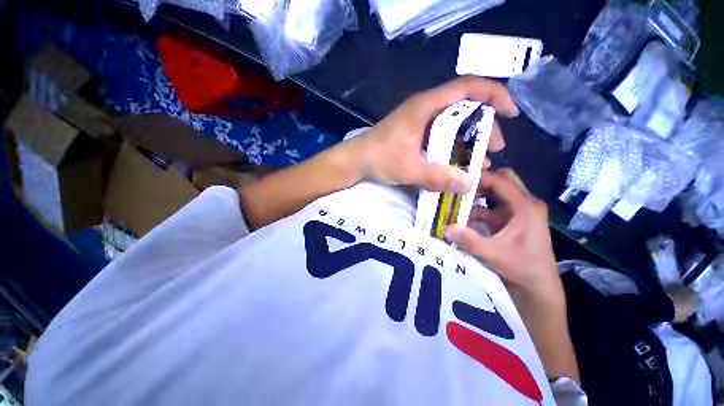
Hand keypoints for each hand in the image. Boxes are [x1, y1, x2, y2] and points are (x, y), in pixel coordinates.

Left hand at [357, 77, 518, 192]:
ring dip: (470, 139)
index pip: (469, 87)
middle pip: (465, 107)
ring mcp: (420, 121)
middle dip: (485, 126)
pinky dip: (453, 146)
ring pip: (454, 123)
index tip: (512, 113)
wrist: (356, 160)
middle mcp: (426, 108)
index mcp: (427, 106)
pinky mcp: (415, 133)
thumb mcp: (409, 168)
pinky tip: (458, 163)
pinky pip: (441, 135)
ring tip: (480, 161)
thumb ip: (437, 176)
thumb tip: (469, 185)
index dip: (495, 94)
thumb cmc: (379, 158)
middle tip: (493, 149)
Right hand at [444, 169, 559, 294]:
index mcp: (525, 207)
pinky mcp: (512, 220)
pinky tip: (463, 217)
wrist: (537, 286)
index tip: (458, 179)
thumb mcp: (493, 254)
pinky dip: (478, 209)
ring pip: (497, 193)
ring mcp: (519, 212)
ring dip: (478, 196)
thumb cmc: (521, 268)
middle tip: (459, 187)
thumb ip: (469, 239)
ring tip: (457, 200)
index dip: (480, 177)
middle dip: (481, 182)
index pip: (501, 181)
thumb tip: (445, 228)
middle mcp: (525, 204)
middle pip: (503, 181)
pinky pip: (493, 207)